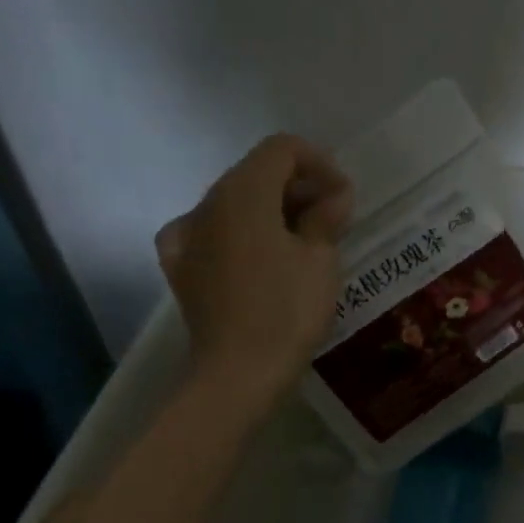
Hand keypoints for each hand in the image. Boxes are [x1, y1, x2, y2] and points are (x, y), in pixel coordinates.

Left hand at [156, 134, 352, 401]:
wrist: (239, 373)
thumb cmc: (287, 311)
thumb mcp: (320, 260)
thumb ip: (326, 218)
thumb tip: (334, 196)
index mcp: (244, 192)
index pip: (282, 149)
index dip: (319, 163)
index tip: (344, 197)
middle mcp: (209, 203)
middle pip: (255, 173)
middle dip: (296, 186)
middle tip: (331, 218)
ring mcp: (187, 234)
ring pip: (232, 203)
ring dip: (269, 210)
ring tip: (299, 239)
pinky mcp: (180, 267)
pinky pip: (206, 233)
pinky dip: (233, 234)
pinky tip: (247, 253)